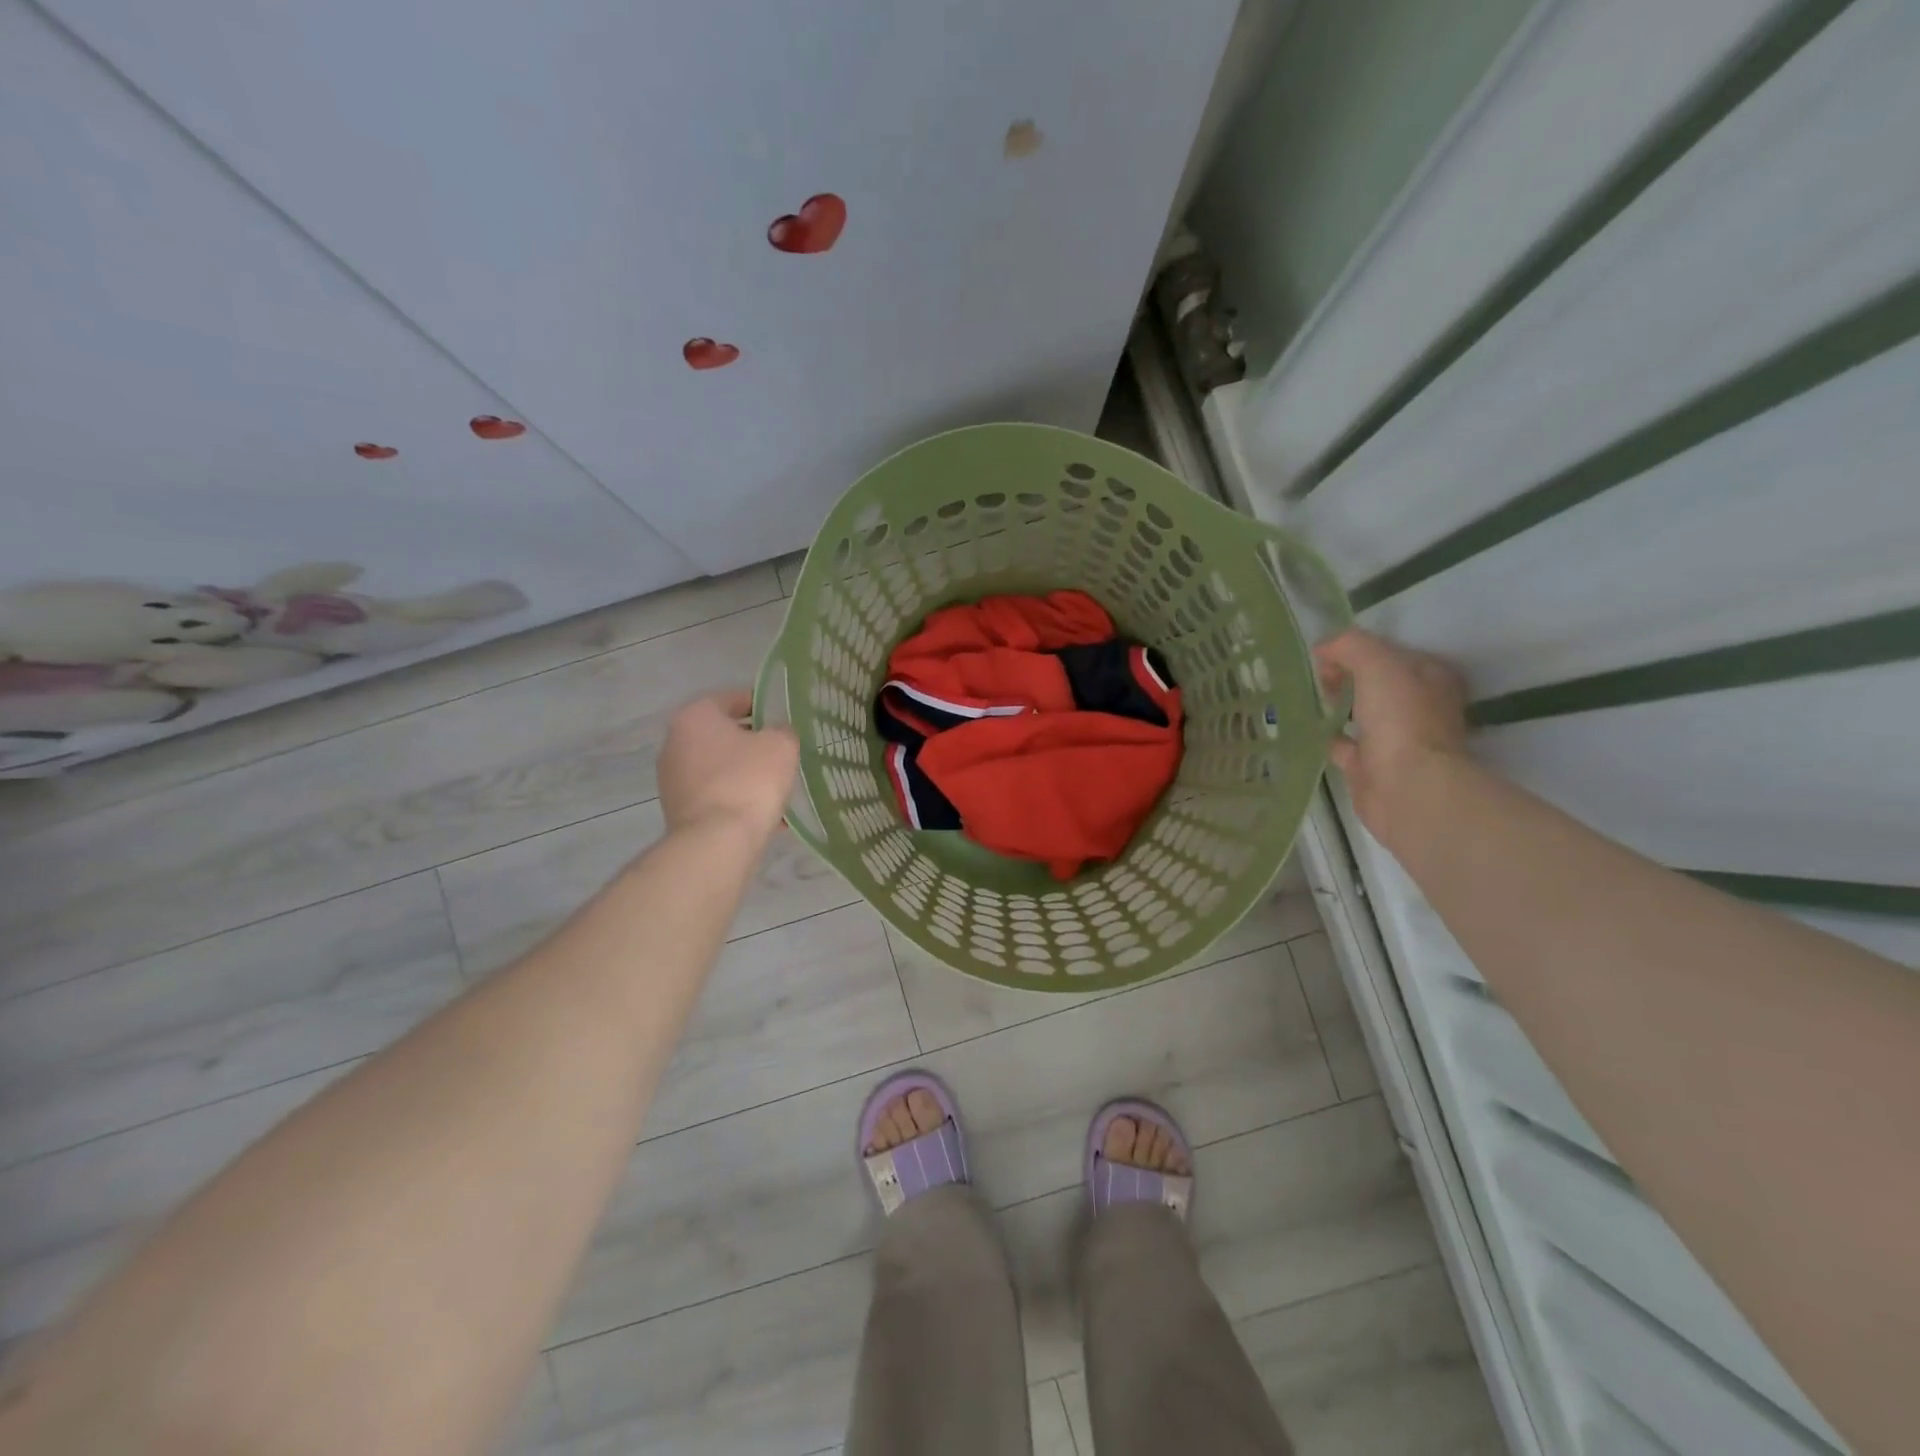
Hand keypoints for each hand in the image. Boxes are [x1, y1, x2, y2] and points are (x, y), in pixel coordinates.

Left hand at [656, 690, 799, 838]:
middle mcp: (675, 742)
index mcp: (696, 716)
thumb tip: (775, 735)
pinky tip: (761, 813)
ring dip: (743, 773)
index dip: (762, 705)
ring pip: (718, 767)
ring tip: (774, 787)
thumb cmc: (749, 780)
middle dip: (751, 743)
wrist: (717, 841)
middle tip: (781, 753)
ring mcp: (671, 778)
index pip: (733, 699)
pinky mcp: (676, 808)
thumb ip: (782, 731)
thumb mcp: (781, 745)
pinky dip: (735, 797)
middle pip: (722, 734)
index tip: (782, 719)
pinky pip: (714, 794)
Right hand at [1313, 629, 1469, 836]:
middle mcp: (1419, 706)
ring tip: (1307, 699)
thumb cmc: (1400, 719)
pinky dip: (1328, 737)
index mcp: (1431, 678)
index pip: (1391, 652)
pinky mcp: (1373, 766)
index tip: (1326, 657)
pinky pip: (1345, 745)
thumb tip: (1323, 649)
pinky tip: (1306, 730)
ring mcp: (1398, 739)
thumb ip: (1350, 646)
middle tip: (1318, 679)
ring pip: (1362, 713)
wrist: (1406, 787)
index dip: (1358, 649)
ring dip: (1338, 706)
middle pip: (1377, 682)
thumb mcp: (1377, 664)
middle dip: (1346, 676)